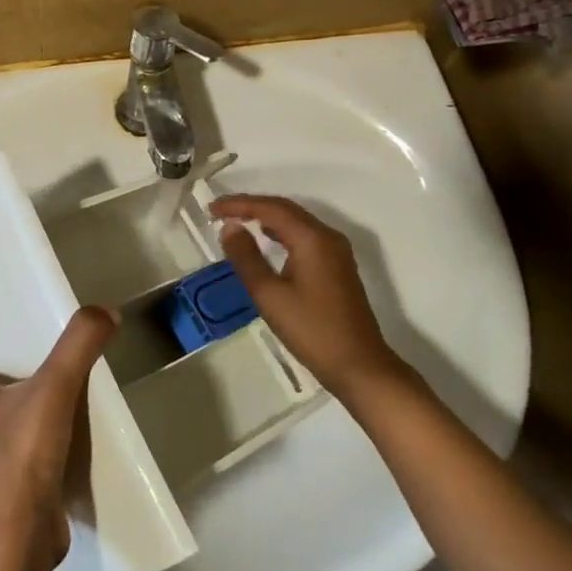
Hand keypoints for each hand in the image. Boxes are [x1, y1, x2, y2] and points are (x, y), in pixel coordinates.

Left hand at [0, 306, 115, 565]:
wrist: (18, 542)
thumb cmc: (21, 457)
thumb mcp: (54, 388)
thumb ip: (78, 345)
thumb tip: (104, 311)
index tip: (2, 358)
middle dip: (5, 397)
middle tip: (41, 380)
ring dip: (20, 432)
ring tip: (58, 416)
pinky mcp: (3, 506)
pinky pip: (17, 475)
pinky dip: (34, 467)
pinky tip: (63, 459)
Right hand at [211, 194, 409, 398]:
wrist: (359, 366)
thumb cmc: (311, 330)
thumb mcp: (269, 295)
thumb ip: (246, 257)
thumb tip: (230, 228)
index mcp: (312, 239)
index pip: (271, 209)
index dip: (239, 204)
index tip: (212, 209)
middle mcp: (327, 237)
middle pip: (285, 209)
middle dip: (252, 207)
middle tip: (220, 212)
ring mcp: (336, 251)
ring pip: (296, 222)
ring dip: (266, 218)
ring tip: (237, 222)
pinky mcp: (338, 266)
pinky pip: (305, 236)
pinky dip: (281, 232)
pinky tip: (266, 242)